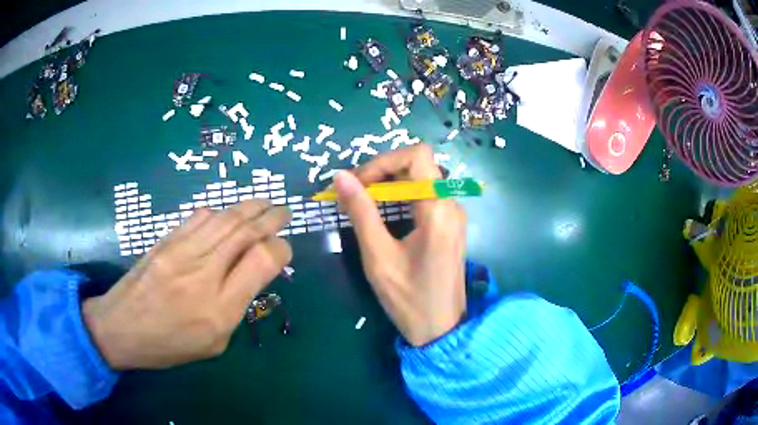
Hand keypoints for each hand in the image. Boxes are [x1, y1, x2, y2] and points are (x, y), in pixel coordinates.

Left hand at [83, 201, 291, 368]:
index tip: (283, 250)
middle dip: (271, 217)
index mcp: (220, 309)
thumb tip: (250, 273)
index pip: (262, 261)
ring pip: (225, 217)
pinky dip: (220, 211)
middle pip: (246, 231)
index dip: (280, 249)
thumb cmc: (170, 345)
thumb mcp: (214, 343)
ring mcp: (182, 251)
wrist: (122, 327)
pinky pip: (200, 216)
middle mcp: (204, 274)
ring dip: (250, 207)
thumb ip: (236, 307)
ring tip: (264, 204)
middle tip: (283, 211)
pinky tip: (227, 214)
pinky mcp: (166, 240)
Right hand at [334, 144, 466, 346]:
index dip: (383, 161)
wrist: (441, 329)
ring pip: (421, 179)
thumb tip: (341, 176)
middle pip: (418, 164)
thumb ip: (361, 212)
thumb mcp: (379, 257)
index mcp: (438, 209)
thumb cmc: (409, 299)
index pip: (416, 155)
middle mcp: (451, 204)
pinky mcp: (450, 225)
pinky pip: (425, 196)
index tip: (359, 183)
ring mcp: (453, 214)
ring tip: (362, 203)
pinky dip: (400, 197)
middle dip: (382, 171)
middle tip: (354, 193)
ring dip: (390, 184)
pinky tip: (382, 215)